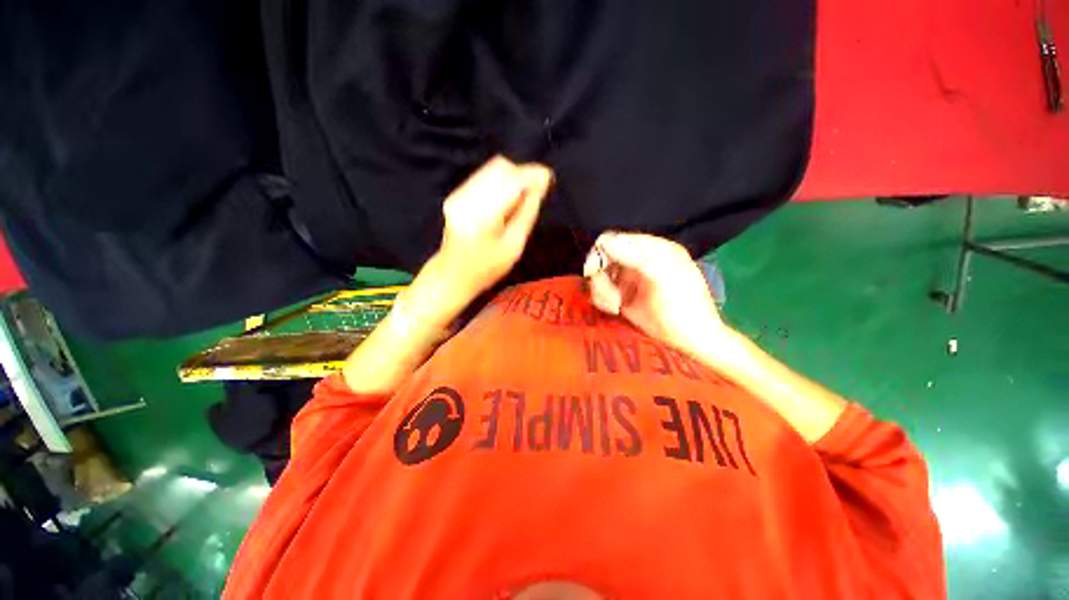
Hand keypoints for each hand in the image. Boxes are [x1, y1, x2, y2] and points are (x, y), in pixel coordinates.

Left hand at [437, 156, 552, 296]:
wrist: (453, 275)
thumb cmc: (487, 267)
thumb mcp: (514, 245)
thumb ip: (527, 213)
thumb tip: (540, 187)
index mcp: (484, 213)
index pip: (512, 180)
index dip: (532, 175)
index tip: (549, 177)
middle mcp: (468, 197)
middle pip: (501, 168)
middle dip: (522, 175)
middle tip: (535, 191)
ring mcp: (459, 194)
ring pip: (491, 170)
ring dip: (511, 178)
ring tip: (521, 198)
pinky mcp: (457, 195)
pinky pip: (483, 178)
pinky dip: (500, 183)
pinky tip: (506, 201)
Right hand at [584, 232, 726, 352]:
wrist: (691, 340)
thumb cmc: (682, 307)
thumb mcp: (662, 276)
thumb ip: (635, 256)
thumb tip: (604, 243)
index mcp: (652, 249)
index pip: (615, 240)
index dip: (600, 253)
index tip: (593, 271)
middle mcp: (638, 260)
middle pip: (602, 258)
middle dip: (601, 277)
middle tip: (608, 296)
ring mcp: (629, 278)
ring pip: (599, 276)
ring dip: (601, 291)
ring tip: (614, 306)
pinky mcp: (622, 295)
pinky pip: (601, 291)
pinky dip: (602, 300)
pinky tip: (615, 310)